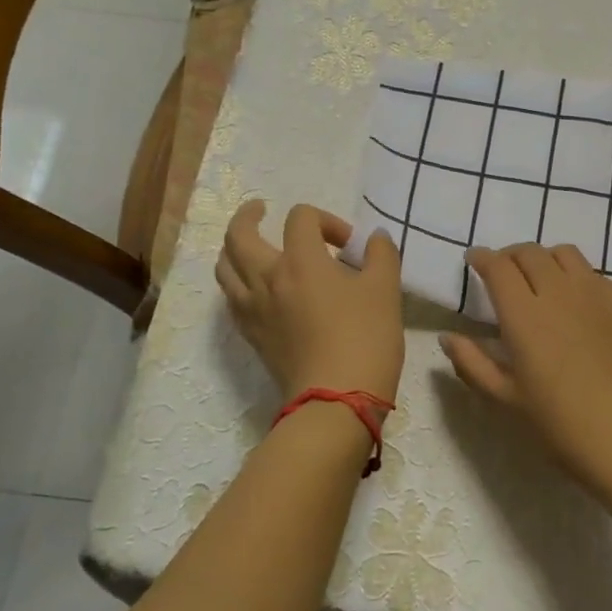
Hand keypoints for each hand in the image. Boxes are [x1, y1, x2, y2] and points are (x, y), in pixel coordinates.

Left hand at [216, 201, 403, 404]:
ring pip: (225, 267)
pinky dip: (237, 283)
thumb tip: (375, 238)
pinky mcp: (252, 335)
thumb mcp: (385, 290)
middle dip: (248, 216)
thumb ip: (382, 255)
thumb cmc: (365, 339)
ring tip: (249, 247)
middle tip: (261, 210)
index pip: (300, 218)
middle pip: (239, 235)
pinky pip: (231, 299)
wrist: (337, 400)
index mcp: (301, 260)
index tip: (348, 245)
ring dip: (234, 249)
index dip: (326, 220)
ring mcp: (253, 309)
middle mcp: (267, 278)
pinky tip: (255, 289)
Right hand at [441, 244, 611, 517]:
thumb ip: (472, 363)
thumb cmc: (559, 423)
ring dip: (543, 258)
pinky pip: (593, 273)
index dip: (482, 258)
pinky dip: (574, 273)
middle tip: (502, 272)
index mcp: (524, 316)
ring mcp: (594, 295)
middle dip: (509, 255)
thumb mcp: (506, 398)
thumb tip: (448, 337)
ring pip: (564, 253)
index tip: (474, 260)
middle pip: (529, 253)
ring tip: (539, 278)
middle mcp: (558, 293)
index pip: (498, 267)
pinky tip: (573, 297)